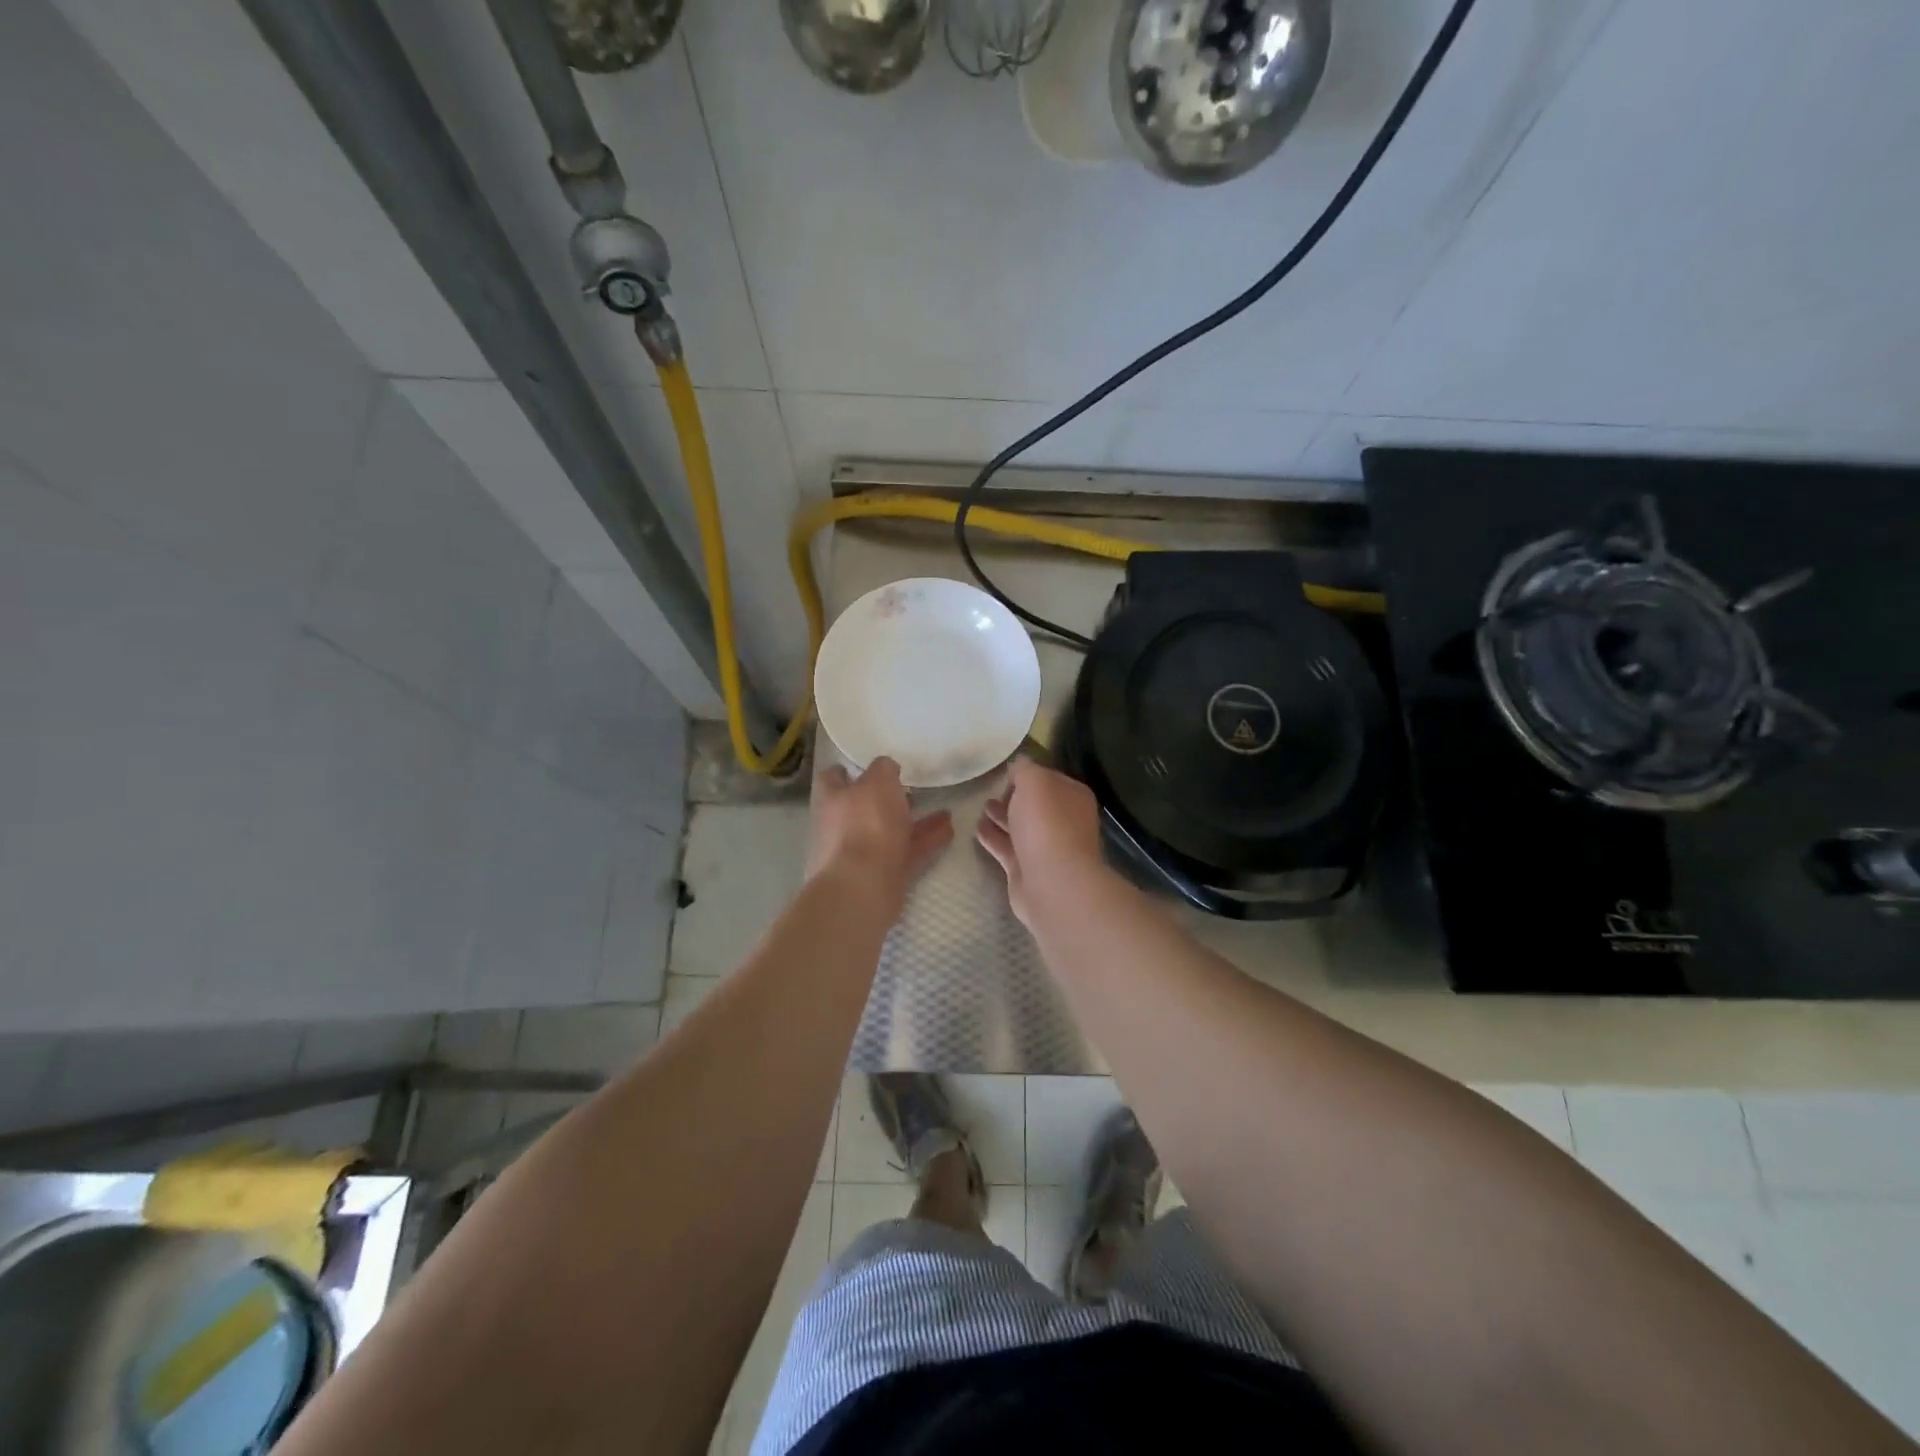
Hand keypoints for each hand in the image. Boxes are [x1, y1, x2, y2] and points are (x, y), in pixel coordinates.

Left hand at [807, 757, 952, 913]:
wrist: (863, 887)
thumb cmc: (865, 824)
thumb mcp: (878, 781)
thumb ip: (883, 769)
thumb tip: (886, 767)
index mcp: (832, 800)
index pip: (832, 778)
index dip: (848, 771)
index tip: (870, 766)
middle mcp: (842, 826)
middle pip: (864, 807)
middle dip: (887, 800)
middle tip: (912, 788)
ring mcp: (862, 853)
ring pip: (890, 831)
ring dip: (915, 821)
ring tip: (944, 811)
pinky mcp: (883, 875)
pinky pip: (908, 852)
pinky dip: (927, 841)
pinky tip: (949, 831)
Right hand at [975, 758, 1109, 928]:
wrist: (1052, 882)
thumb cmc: (1046, 824)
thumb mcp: (1034, 782)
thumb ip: (1024, 769)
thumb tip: (1019, 764)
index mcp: (1072, 797)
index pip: (1048, 779)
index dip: (1027, 775)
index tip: (1004, 774)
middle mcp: (1063, 821)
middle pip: (1034, 805)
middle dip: (1013, 798)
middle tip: (989, 792)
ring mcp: (1047, 848)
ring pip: (1020, 827)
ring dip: (1001, 817)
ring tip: (980, 808)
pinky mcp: (1028, 870)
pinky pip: (1007, 848)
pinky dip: (993, 838)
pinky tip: (976, 830)